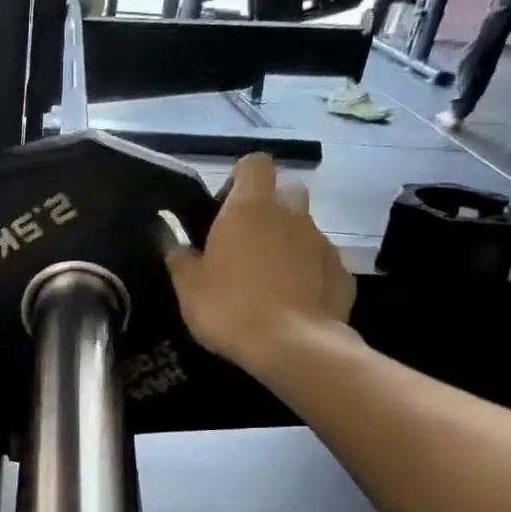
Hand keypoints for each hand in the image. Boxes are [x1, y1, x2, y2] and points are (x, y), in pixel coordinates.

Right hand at [164, 153, 357, 375]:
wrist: (292, 347)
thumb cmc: (229, 308)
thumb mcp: (188, 286)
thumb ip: (178, 255)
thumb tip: (168, 234)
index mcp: (250, 208)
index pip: (254, 163)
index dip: (239, 179)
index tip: (224, 207)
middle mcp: (292, 214)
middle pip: (285, 192)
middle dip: (268, 210)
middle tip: (245, 244)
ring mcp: (322, 242)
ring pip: (304, 230)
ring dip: (286, 245)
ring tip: (267, 282)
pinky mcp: (342, 273)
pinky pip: (321, 264)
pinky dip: (308, 275)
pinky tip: (293, 303)